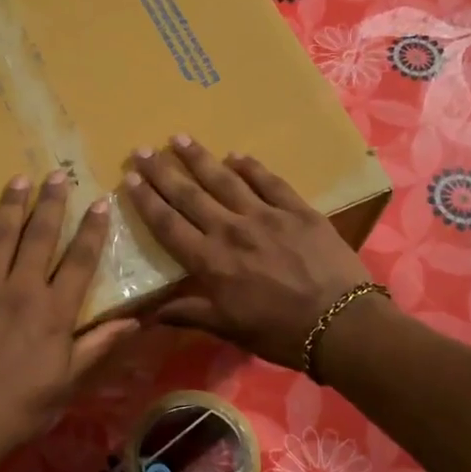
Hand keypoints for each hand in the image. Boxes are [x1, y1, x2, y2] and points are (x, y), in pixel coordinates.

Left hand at [0, 171, 138, 467]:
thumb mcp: (67, 385)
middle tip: (58, 175)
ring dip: (9, 206)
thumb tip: (134, 321)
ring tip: (18, 180)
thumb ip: (98, 347)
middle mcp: (18, 290)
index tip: (101, 202)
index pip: (79, 261)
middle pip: (39, 237)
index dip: (92, 230)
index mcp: (52, 312)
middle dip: (51, 204)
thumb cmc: (17, 412)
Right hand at [123, 137, 371, 368]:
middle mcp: (231, 230)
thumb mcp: (229, 329)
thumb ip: (189, 313)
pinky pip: (268, 181)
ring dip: (200, 158)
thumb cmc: (279, 333)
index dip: (147, 201)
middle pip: (190, 195)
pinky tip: (236, 155)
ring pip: (225, 180)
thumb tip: (148, 315)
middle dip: (163, 171)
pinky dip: (250, 166)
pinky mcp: (297, 210)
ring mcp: (266, 215)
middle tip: (143, 150)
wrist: (340, 324)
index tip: (130, 179)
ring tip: (180, 138)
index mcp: (210, 262)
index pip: (169, 225)